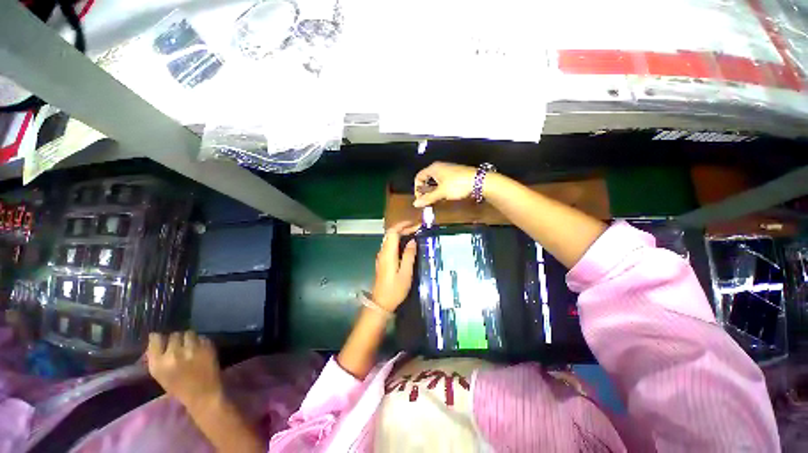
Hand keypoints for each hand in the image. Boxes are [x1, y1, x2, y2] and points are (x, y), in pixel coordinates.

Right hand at [147, 331, 222, 408]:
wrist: (203, 395)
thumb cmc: (179, 388)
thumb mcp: (161, 375)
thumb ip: (157, 357)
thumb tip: (156, 338)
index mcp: (158, 363)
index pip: (155, 339)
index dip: (159, 337)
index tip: (162, 338)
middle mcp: (173, 354)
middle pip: (174, 334)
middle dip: (177, 339)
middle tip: (180, 345)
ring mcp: (192, 349)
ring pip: (189, 333)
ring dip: (190, 338)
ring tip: (191, 346)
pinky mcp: (207, 347)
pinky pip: (202, 337)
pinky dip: (201, 341)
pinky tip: (201, 349)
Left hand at [372, 221, 418, 311]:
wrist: (381, 302)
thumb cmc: (395, 289)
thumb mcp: (406, 273)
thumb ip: (409, 255)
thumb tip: (412, 241)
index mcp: (388, 253)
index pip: (393, 232)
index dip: (403, 225)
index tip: (415, 224)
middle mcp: (383, 252)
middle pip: (390, 233)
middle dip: (403, 228)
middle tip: (416, 228)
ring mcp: (381, 256)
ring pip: (389, 238)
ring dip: (400, 233)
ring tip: (413, 233)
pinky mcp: (382, 260)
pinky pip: (389, 245)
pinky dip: (398, 240)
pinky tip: (406, 244)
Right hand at [413, 162, 477, 207]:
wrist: (479, 181)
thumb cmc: (457, 184)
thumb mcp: (441, 193)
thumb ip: (428, 198)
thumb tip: (415, 204)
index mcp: (434, 168)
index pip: (419, 177)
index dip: (417, 188)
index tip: (420, 199)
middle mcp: (439, 167)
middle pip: (426, 179)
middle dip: (425, 191)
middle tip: (427, 201)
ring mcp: (448, 171)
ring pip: (435, 181)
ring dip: (433, 191)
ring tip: (435, 200)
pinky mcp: (454, 175)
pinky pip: (443, 182)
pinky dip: (440, 190)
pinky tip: (444, 197)